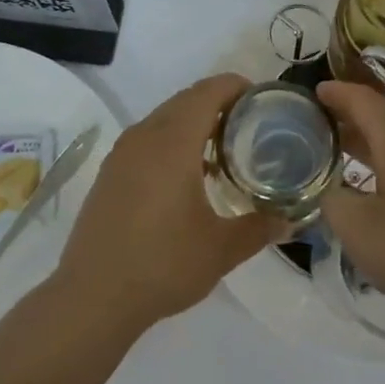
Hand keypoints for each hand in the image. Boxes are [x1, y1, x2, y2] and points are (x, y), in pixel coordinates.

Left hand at [51, 74, 284, 334]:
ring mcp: (122, 154)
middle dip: (219, 103)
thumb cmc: (163, 264)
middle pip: (186, 100)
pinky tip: (188, 176)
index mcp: (173, 142)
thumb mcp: (222, 249)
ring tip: (224, 151)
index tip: (263, 99)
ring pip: (164, 118)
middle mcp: (144, 137)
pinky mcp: (109, 173)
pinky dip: (172, 140)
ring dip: (193, 122)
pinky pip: (147, 139)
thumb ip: (260, 228)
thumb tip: (291, 221)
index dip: (236, 87)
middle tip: (251, 125)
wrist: (93, 297)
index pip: (208, 92)